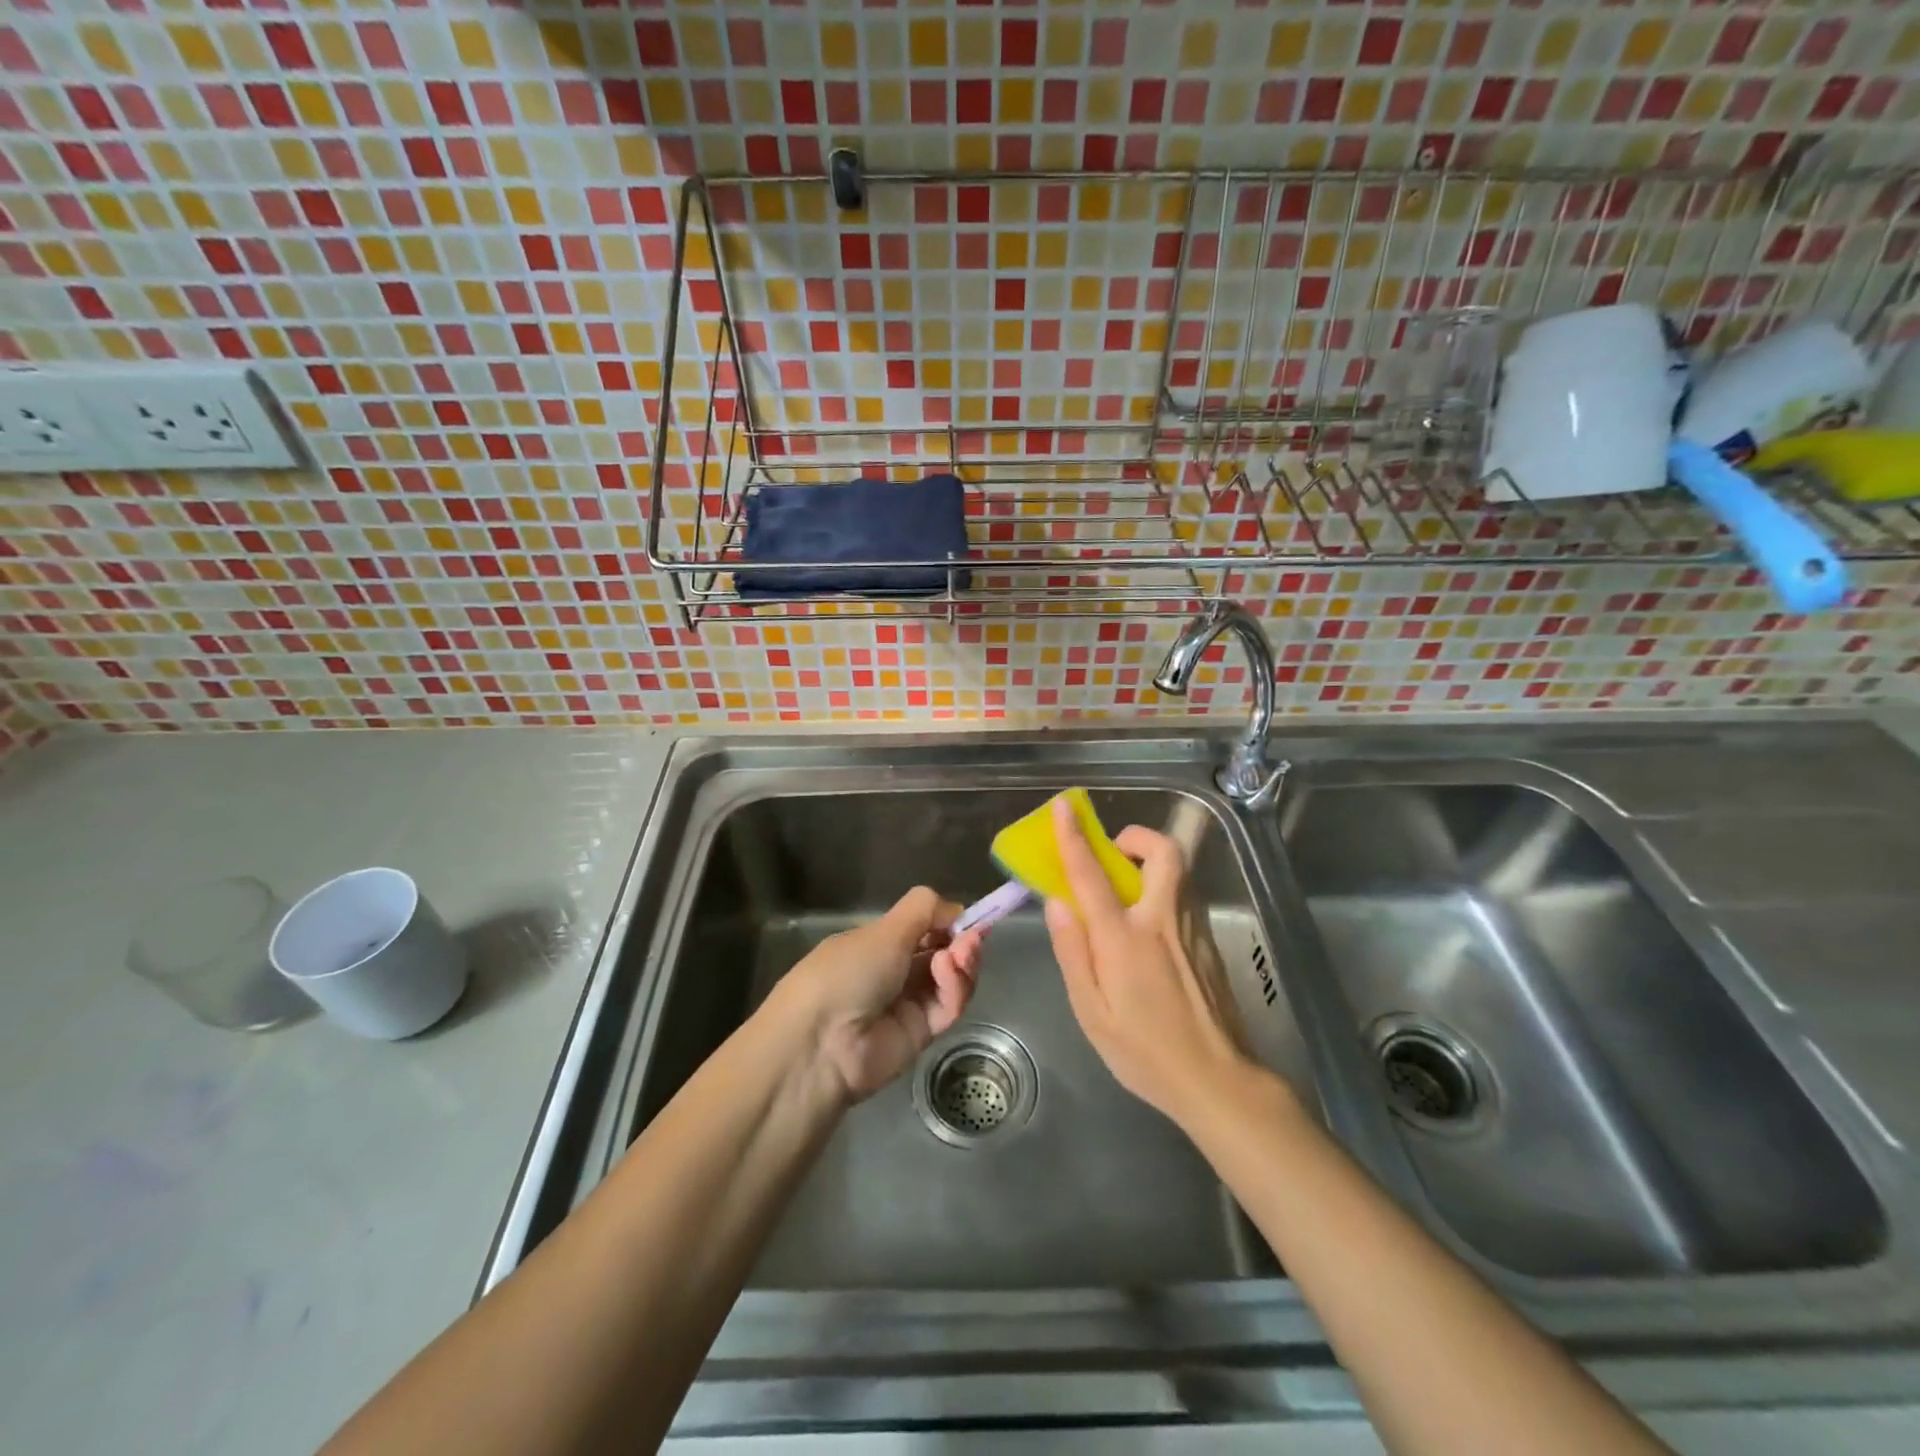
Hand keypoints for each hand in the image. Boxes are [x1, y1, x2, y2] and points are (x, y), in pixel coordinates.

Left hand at [779, 887, 984, 1102]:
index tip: (970, 917)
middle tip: (973, 936)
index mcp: (877, 944)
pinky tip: (948, 969)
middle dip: (961, 941)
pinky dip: (954, 987)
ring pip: (950, 980)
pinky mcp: (922, 1034)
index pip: (923, 929)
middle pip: (941, 953)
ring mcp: (908, 1004)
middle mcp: (893, 972)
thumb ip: (923, 910)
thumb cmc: (846, 972)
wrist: (822, 1043)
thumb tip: (955, 909)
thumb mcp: (884, 930)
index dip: (947, 922)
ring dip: (961, 961)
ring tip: (962, 952)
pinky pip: (948, 1007)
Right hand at [1043, 797, 1252, 1127]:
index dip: (1074, 838)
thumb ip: (1073, 952)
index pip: (1093, 875)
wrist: (1217, 1080)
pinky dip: (1164, 887)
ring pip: (1179, 871)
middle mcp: (1163, 921)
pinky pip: (1185, 895)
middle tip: (1114, 852)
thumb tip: (1057, 903)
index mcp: (1125, 939)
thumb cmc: (1143, 1052)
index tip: (1064, 808)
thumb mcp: (1091, 1012)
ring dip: (1152, 861)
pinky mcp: (1209, 942)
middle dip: (1137, 837)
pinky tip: (1150, 924)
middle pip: (1163, 852)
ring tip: (1127, 887)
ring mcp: (1193, 929)